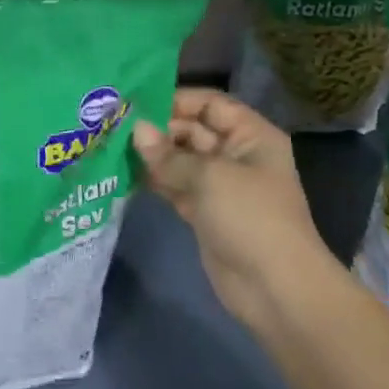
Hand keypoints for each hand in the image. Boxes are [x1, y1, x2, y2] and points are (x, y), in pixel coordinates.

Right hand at [134, 88, 330, 332]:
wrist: (275, 289)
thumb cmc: (251, 217)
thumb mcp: (211, 177)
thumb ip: (169, 154)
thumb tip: (137, 130)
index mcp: (251, 135)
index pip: (210, 104)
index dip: (177, 99)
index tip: (137, 102)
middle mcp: (236, 154)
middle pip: (192, 130)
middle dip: (158, 128)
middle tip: (116, 125)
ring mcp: (220, 186)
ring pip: (181, 160)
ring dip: (152, 155)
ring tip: (112, 145)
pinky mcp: (204, 213)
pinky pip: (176, 186)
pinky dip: (154, 180)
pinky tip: (124, 173)